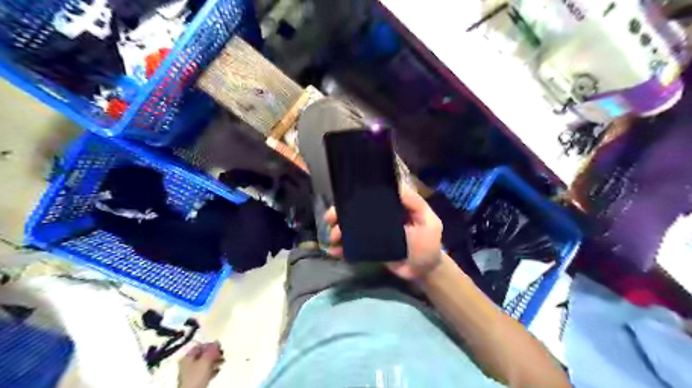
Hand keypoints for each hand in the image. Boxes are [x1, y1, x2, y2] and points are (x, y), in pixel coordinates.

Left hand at [178, 343, 224, 387]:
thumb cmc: (197, 375)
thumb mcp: (205, 360)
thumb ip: (211, 350)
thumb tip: (217, 341)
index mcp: (188, 357)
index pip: (199, 346)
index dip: (210, 344)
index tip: (219, 345)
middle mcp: (188, 364)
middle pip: (203, 355)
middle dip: (214, 353)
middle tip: (222, 353)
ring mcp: (191, 372)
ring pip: (205, 363)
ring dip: (214, 361)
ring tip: (222, 362)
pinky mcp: (195, 380)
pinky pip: (205, 372)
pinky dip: (212, 370)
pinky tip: (217, 370)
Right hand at [325, 184, 443, 277]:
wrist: (424, 271)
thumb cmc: (429, 243)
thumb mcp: (428, 221)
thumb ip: (415, 204)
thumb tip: (396, 186)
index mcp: (392, 207)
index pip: (372, 196)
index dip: (357, 196)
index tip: (343, 199)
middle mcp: (381, 217)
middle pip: (357, 212)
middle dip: (341, 214)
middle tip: (330, 221)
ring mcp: (374, 233)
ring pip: (353, 228)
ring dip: (340, 231)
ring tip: (333, 239)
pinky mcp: (370, 248)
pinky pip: (355, 246)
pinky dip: (344, 248)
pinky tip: (336, 252)